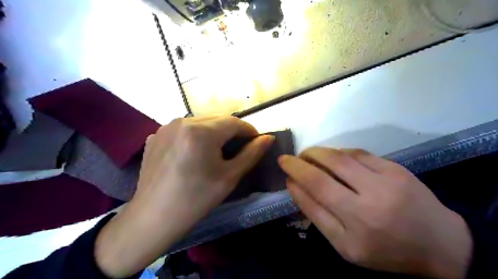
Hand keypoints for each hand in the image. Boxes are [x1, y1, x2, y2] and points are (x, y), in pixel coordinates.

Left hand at [95, 116, 273, 276]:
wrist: (153, 217)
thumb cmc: (196, 199)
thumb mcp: (230, 176)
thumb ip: (252, 154)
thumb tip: (268, 138)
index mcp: (201, 131)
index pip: (234, 122)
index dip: (249, 130)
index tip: (257, 142)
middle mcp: (182, 121)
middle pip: (217, 119)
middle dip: (232, 131)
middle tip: (239, 148)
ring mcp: (165, 127)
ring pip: (201, 122)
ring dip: (214, 132)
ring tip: (217, 150)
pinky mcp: (156, 136)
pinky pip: (184, 129)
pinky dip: (195, 136)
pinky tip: (194, 153)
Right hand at [278, 147, 470, 277]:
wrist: (439, 244)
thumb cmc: (385, 250)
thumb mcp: (345, 245)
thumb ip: (317, 215)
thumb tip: (295, 185)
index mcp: (355, 227)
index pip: (314, 192)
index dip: (295, 174)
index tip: (283, 165)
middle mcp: (370, 202)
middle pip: (326, 171)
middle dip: (302, 160)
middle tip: (292, 157)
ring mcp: (386, 181)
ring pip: (341, 157)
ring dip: (319, 152)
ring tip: (308, 154)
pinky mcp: (397, 169)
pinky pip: (360, 153)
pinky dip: (340, 152)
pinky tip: (332, 156)